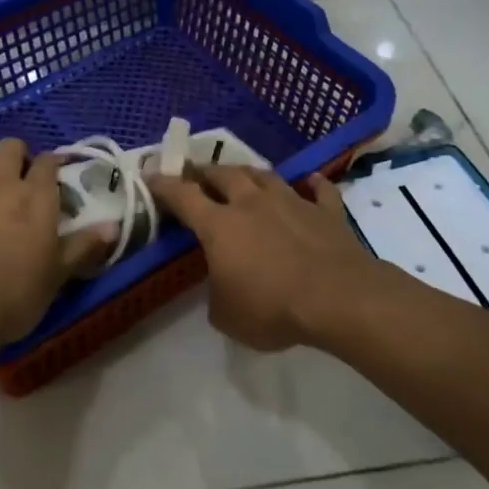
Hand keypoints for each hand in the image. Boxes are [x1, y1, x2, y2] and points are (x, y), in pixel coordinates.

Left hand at [0, 138, 111, 346]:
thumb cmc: (14, 296)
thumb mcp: (57, 275)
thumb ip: (83, 246)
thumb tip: (114, 226)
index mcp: (36, 198)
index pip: (48, 164)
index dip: (51, 164)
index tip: (52, 175)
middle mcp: (1, 183)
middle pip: (10, 148)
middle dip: (17, 154)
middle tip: (18, 175)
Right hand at [148, 165, 402, 351]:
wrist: (337, 298)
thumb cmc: (272, 307)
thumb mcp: (226, 315)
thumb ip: (217, 295)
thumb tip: (222, 286)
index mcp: (219, 225)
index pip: (182, 196)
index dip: (164, 185)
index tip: (151, 175)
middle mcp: (251, 203)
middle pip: (223, 175)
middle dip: (205, 172)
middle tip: (196, 174)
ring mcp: (291, 202)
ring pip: (265, 175)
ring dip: (250, 173)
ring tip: (242, 175)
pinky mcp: (326, 212)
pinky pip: (319, 191)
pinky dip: (313, 185)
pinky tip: (311, 182)